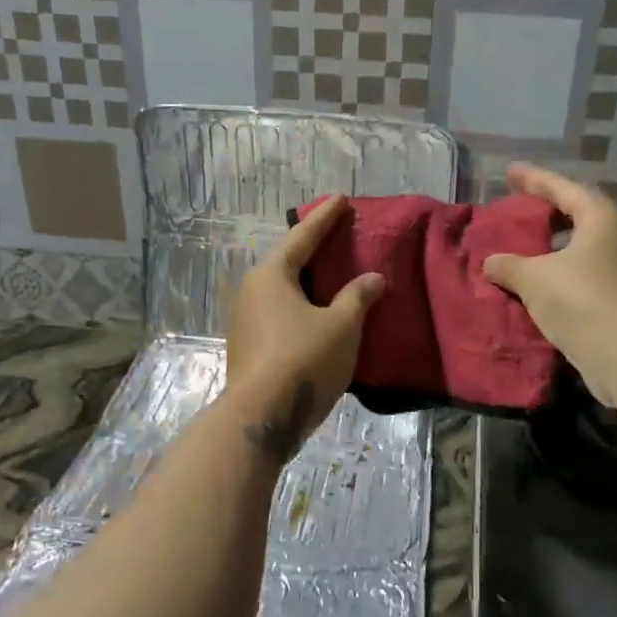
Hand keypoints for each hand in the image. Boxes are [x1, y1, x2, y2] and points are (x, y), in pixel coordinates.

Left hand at [225, 194, 384, 461]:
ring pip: (281, 291)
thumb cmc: (303, 360)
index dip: (324, 218)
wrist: (261, 417)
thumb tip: (372, 278)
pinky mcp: (248, 347)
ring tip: (329, 275)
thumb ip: (357, 297)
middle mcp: (251, 291)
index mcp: (271, 276)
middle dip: (311, 248)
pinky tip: (316, 315)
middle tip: (335, 235)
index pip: (302, 238)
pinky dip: (300, 306)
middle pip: (286, 262)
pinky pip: (279, 314)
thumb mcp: (341, 326)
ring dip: (305, 281)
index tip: (340, 199)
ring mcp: (245, 321)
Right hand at [482, 163, 616, 407]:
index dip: (534, 179)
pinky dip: (555, 275)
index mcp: (601, 219)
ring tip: (520, 249)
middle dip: (545, 213)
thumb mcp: (535, 278)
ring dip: (549, 248)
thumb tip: (491, 262)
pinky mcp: (616, 300)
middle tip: (517, 210)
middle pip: (576, 216)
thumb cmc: (583, 302)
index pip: (563, 188)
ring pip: (577, 249)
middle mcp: (616, 238)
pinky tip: (533, 285)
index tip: (510, 172)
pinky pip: (578, 276)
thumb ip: (509, 265)